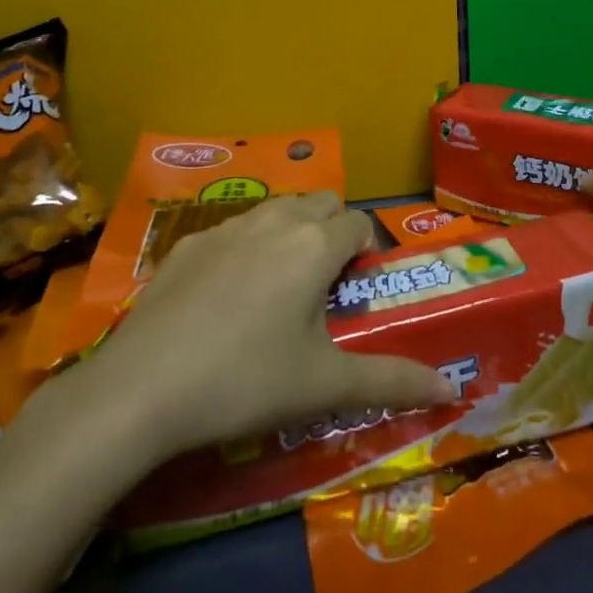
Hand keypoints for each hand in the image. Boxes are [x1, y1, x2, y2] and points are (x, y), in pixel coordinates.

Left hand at [62, 193, 456, 462]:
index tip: (359, 290)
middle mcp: (275, 220)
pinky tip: (226, 298)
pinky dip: (246, 247)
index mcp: (314, 246)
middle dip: (334, 230)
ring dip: (291, 233)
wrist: (141, 389)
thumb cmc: (246, 381)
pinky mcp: (188, 244)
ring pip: (277, 210)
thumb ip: (393, 382)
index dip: (368, 250)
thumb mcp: (324, 386)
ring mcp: (227, 227)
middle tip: (325, 284)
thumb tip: (451, 389)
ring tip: (280, 287)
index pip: (359, 224)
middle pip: (321, 202)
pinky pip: (234, 230)